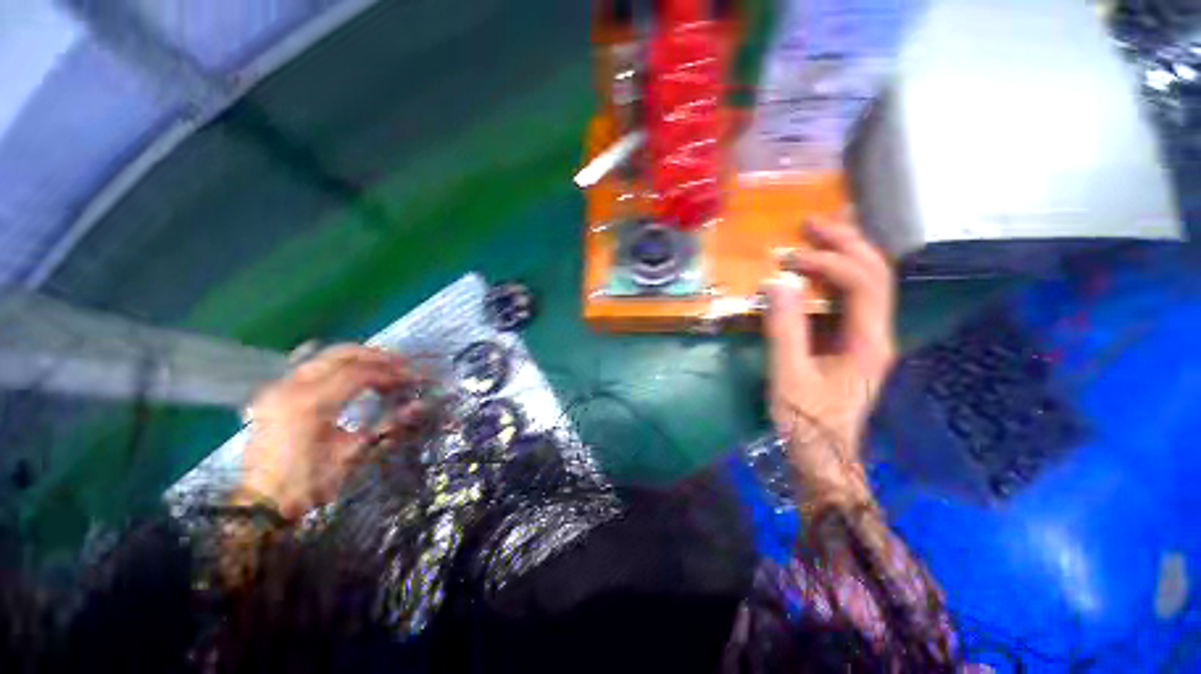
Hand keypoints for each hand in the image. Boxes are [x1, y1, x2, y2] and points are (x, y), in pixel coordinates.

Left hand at [238, 345, 417, 520]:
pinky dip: (337, 365)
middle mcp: (292, 388)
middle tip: (402, 362)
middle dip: (376, 356)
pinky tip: (352, 372)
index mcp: (312, 404)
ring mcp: (279, 388)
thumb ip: (387, 425)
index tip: (412, 378)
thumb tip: (420, 405)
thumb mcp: (352, 455)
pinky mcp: (275, 393)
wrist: (262, 502)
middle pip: (341, 355)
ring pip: (324, 356)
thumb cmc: (310, 483)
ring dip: (358, 357)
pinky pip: (310, 366)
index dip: (390, 373)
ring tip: (383, 365)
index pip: (360, 374)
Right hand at [765, 219, 895, 500]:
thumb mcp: (789, 376)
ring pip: (867, 283)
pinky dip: (834, 276)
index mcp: (868, 341)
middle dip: (846, 243)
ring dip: (844, 253)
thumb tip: (775, 283)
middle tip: (811, 223)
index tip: (788, 259)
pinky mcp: (850, 343)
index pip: (862, 282)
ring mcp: (866, 338)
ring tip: (818, 234)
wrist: (824, 455)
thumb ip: (784, 329)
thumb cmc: (808, 421)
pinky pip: (849, 299)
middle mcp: (876, 332)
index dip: (828, 261)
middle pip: (875, 273)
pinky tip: (816, 269)